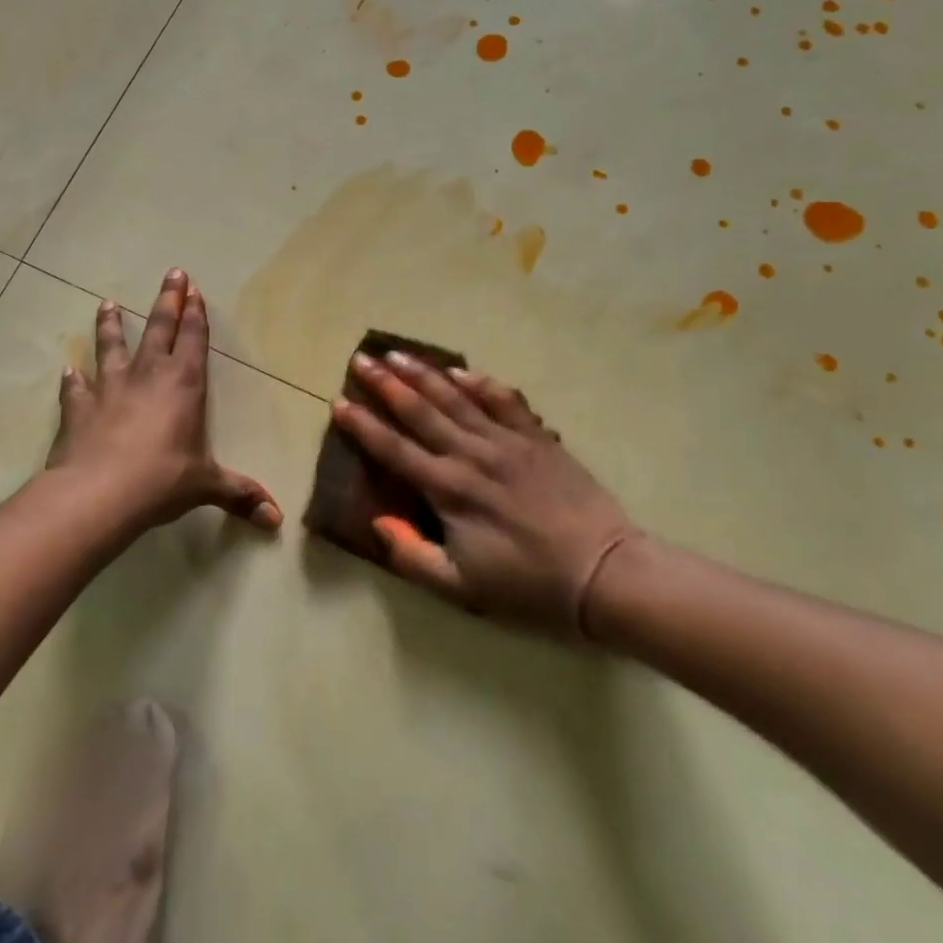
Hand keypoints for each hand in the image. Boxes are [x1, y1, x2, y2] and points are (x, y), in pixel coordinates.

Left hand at [47, 269, 280, 533]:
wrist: (98, 494)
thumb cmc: (161, 481)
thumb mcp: (206, 486)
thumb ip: (240, 495)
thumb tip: (276, 519)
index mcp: (184, 384)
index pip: (193, 339)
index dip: (195, 314)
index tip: (194, 289)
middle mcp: (148, 375)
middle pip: (159, 328)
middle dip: (168, 300)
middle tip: (172, 273)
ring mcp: (110, 387)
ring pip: (112, 346)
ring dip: (111, 325)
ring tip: (107, 304)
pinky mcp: (79, 407)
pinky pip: (76, 387)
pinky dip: (73, 379)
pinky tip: (68, 371)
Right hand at [331, 352, 641, 638]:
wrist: (603, 573)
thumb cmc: (528, 585)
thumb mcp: (462, 588)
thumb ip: (413, 556)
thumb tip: (378, 523)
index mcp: (448, 490)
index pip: (394, 449)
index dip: (363, 425)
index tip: (339, 402)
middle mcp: (471, 455)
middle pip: (420, 411)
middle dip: (386, 384)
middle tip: (361, 359)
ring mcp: (506, 441)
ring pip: (456, 398)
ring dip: (423, 374)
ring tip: (397, 354)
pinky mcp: (537, 437)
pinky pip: (503, 400)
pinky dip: (479, 382)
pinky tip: (459, 371)